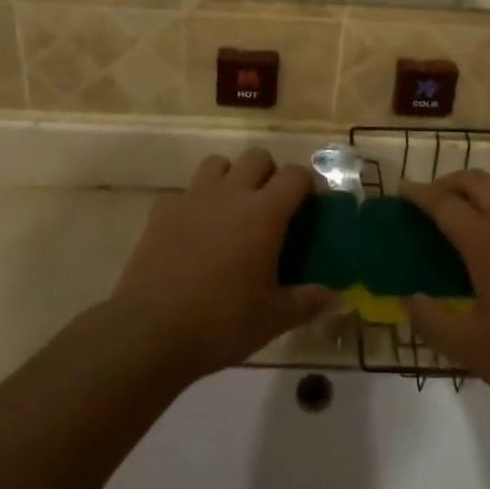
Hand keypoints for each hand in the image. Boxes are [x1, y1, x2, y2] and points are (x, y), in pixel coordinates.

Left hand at [114, 151, 334, 380]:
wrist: (150, 331)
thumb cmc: (221, 322)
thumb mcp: (273, 318)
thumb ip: (308, 302)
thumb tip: (340, 300)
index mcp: (264, 212)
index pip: (295, 175)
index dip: (307, 184)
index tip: (309, 205)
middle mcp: (231, 193)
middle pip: (258, 157)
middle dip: (269, 173)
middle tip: (271, 207)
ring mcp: (193, 197)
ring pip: (218, 163)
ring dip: (230, 177)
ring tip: (231, 209)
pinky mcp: (163, 210)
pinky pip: (185, 191)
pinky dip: (196, 202)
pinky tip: (195, 231)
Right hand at [402, 172, 489, 420]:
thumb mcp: (471, 349)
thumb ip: (432, 321)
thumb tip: (407, 299)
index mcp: (487, 243)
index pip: (445, 204)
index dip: (420, 194)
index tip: (401, 190)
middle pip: (476, 182)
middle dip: (448, 182)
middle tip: (430, 199)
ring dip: (480, 184)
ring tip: (465, 204)